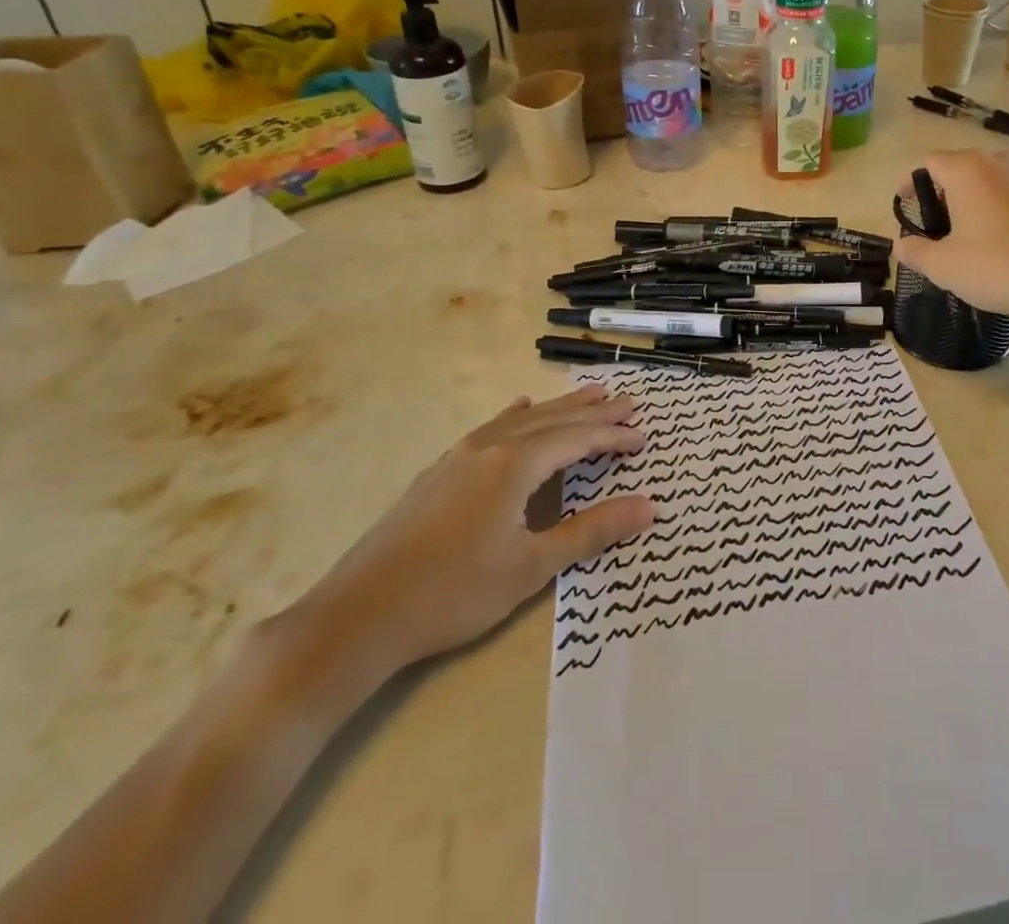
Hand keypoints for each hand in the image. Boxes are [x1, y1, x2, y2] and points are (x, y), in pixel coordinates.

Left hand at [290, 387, 652, 679]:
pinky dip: (515, 416)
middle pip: (552, 420)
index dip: (612, 437)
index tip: (643, 436)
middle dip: (592, 412)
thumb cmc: (454, 592)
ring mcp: (459, 456)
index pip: (576, 439)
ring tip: (588, 394)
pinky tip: (518, 408)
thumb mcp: (531, 566)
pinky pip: (490, 428)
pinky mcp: (439, 471)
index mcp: (514, 465)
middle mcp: (489, 447)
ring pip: (521, 419)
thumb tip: (649, 506)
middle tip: (627, 402)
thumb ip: (591, 531)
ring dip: (558, 408)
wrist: (359, 614)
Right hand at [894, 150, 1008, 326]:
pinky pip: (1008, 196)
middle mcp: (996, 164)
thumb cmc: (994, 265)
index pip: (927, 162)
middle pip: (957, 167)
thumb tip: (901, 245)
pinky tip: (995, 242)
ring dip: (969, 200)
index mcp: (965, 170)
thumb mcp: (942, 265)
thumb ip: (914, 251)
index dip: (910, 182)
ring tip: (962, 234)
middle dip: (940, 191)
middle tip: (932, 225)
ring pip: (985, 180)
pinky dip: (994, 210)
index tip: (905, 206)